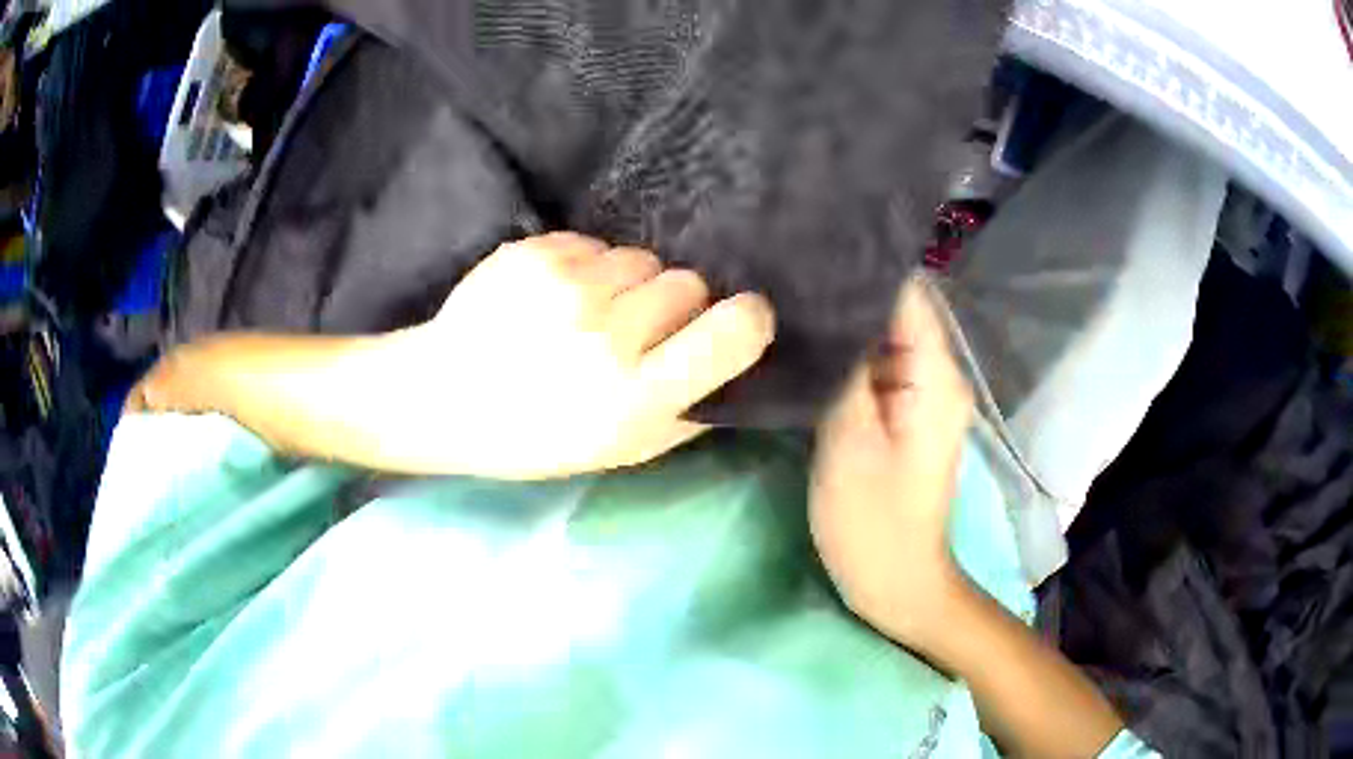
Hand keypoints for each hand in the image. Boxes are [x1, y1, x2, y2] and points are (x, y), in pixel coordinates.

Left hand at [401, 232, 775, 477]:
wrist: (445, 397)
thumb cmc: (536, 437)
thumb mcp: (621, 451)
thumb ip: (688, 412)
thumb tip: (736, 365)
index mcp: (636, 396)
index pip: (734, 331)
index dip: (747, 319)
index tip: (736, 320)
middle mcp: (607, 336)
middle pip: (688, 283)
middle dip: (675, 304)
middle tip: (636, 331)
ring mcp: (568, 287)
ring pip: (642, 258)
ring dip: (629, 284)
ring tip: (587, 313)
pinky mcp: (535, 253)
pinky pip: (595, 243)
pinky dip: (586, 267)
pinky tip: (554, 297)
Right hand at [810, 276, 973, 644]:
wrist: (895, 584)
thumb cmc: (873, 522)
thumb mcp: (850, 441)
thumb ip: (845, 368)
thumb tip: (833, 305)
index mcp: (935, 377)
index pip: (908, 294)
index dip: (865, 265)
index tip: (813, 241)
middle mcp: (935, 377)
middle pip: (895, 314)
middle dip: (846, 292)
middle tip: (784, 272)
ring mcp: (919, 398)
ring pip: (881, 342)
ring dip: (842, 326)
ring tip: (785, 301)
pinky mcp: (901, 418)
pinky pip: (874, 372)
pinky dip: (844, 359)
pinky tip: (803, 349)